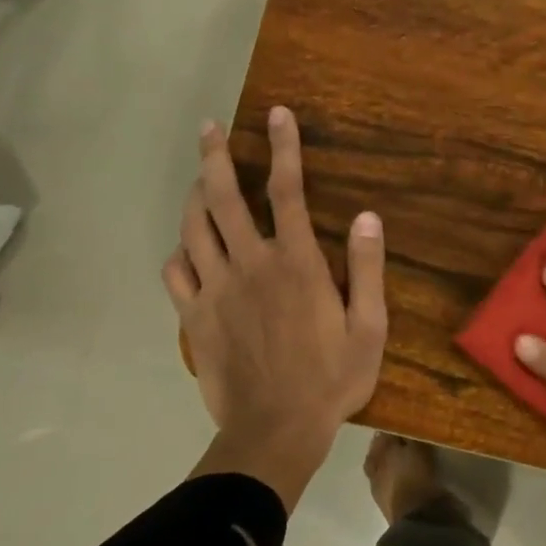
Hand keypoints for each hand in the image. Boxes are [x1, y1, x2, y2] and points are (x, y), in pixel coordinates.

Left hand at [162, 106, 386, 509]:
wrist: (276, 431)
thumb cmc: (332, 378)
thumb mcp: (370, 325)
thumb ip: (367, 267)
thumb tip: (366, 215)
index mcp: (296, 263)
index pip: (288, 191)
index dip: (285, 148)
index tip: (278, 114)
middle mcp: (250, 265)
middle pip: (224, 198)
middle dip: (216, 157)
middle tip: (209, 128)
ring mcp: (215, 291)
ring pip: (193, 228)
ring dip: (195, 195)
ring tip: (199, 177)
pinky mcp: (194, 319)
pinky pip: (175, 273)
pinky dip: (178, 252)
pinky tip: (185, 247)